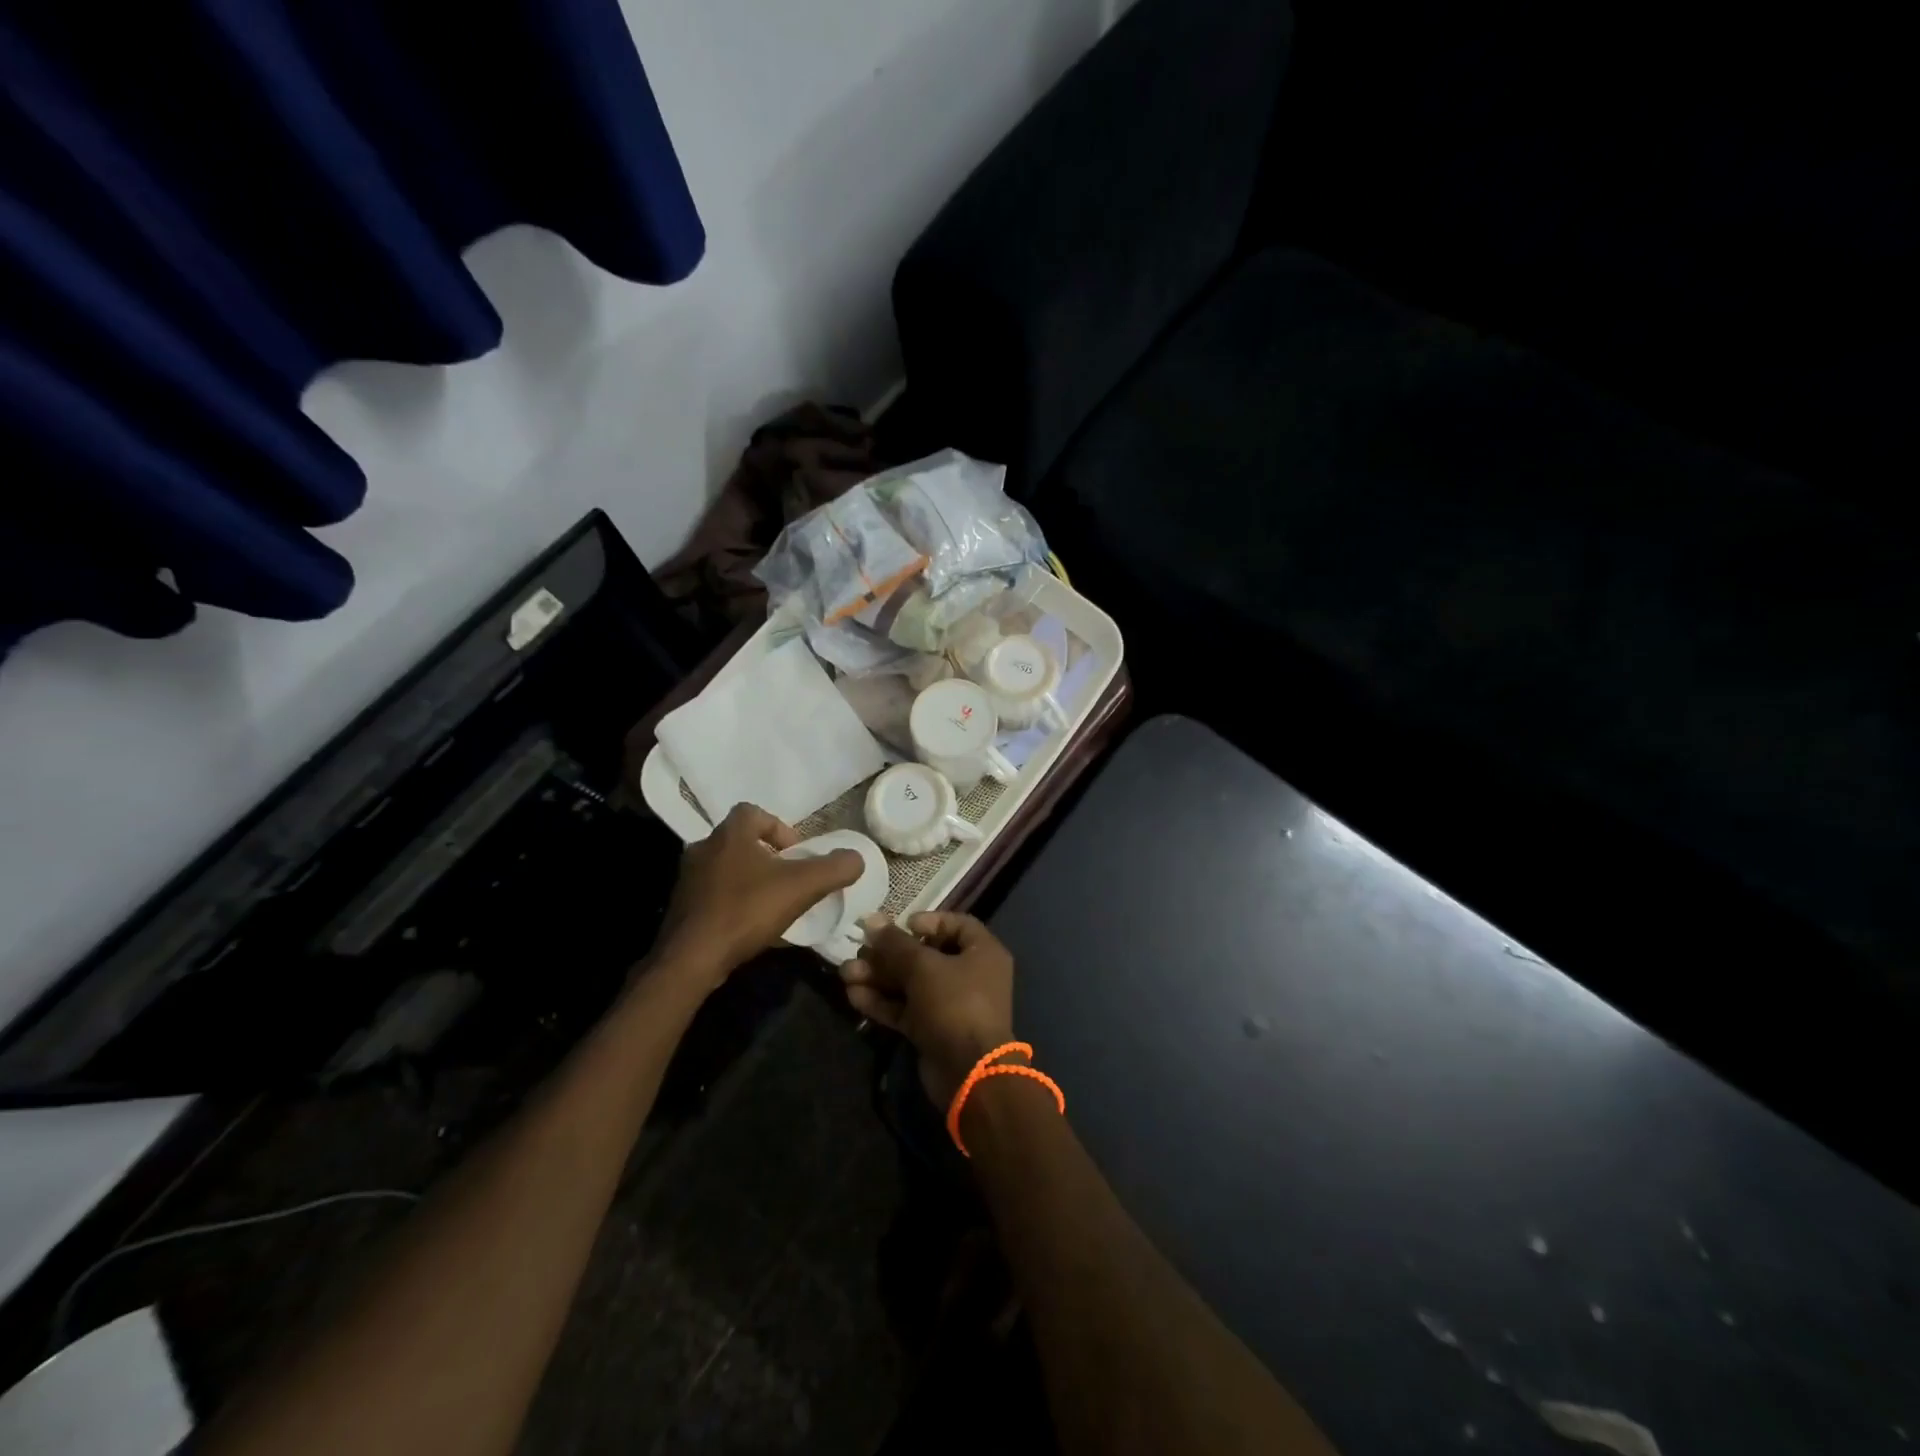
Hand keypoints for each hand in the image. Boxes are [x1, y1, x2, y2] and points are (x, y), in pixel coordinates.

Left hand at [655, 803, 862, 985]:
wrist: (691, 959)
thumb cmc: (746, 911)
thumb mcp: (802, 886)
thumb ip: (835, 869)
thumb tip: (856, 859)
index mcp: (730, 834)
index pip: (754, 812)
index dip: (779, 828)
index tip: (796, 853)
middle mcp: (704, 849)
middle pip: (740, 842)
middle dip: (766, 857)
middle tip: (788, 879)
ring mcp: (688, 880)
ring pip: (726, 870)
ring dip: (749, 881)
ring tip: (772, 905)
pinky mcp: (682, 908)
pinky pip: (714, 897)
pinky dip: (734, 905)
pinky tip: (750, 928)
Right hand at [840, 913, 1016, 1103]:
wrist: (969, 1073)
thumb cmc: (955, 1004)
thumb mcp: (924, 967)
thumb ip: (895, 944)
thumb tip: (871, 920)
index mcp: (982, 952)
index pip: (957, 925)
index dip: (929, 920)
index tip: (902, 924)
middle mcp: (970, 975)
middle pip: (925, 955)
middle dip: (889, 954)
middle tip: (859, 950)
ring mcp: (951, 1005)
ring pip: (910, 983)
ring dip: (879, 977)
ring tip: (846, 973)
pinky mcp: (932, 1029)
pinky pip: (906, 1008)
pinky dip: (882, 1001)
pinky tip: (853, 995)